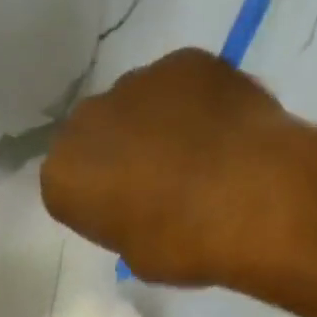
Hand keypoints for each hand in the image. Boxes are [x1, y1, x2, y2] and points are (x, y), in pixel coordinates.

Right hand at [41, 48, 298, 286]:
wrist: (252, 200)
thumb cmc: (183, 245)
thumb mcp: (137, 256)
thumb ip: (123, 224)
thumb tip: (141, 208)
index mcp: (63, 174)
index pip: (68, 187)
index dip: (98, 203)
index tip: (125, 217)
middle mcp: (87, 120)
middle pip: (96, 137)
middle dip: (119, 154)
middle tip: (159, 184)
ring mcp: (136, 81)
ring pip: (137, 105)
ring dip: (156, 126)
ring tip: (199, 156)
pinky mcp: (185, 60)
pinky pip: (182, 85)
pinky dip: (196, 103)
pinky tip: (224, 131)